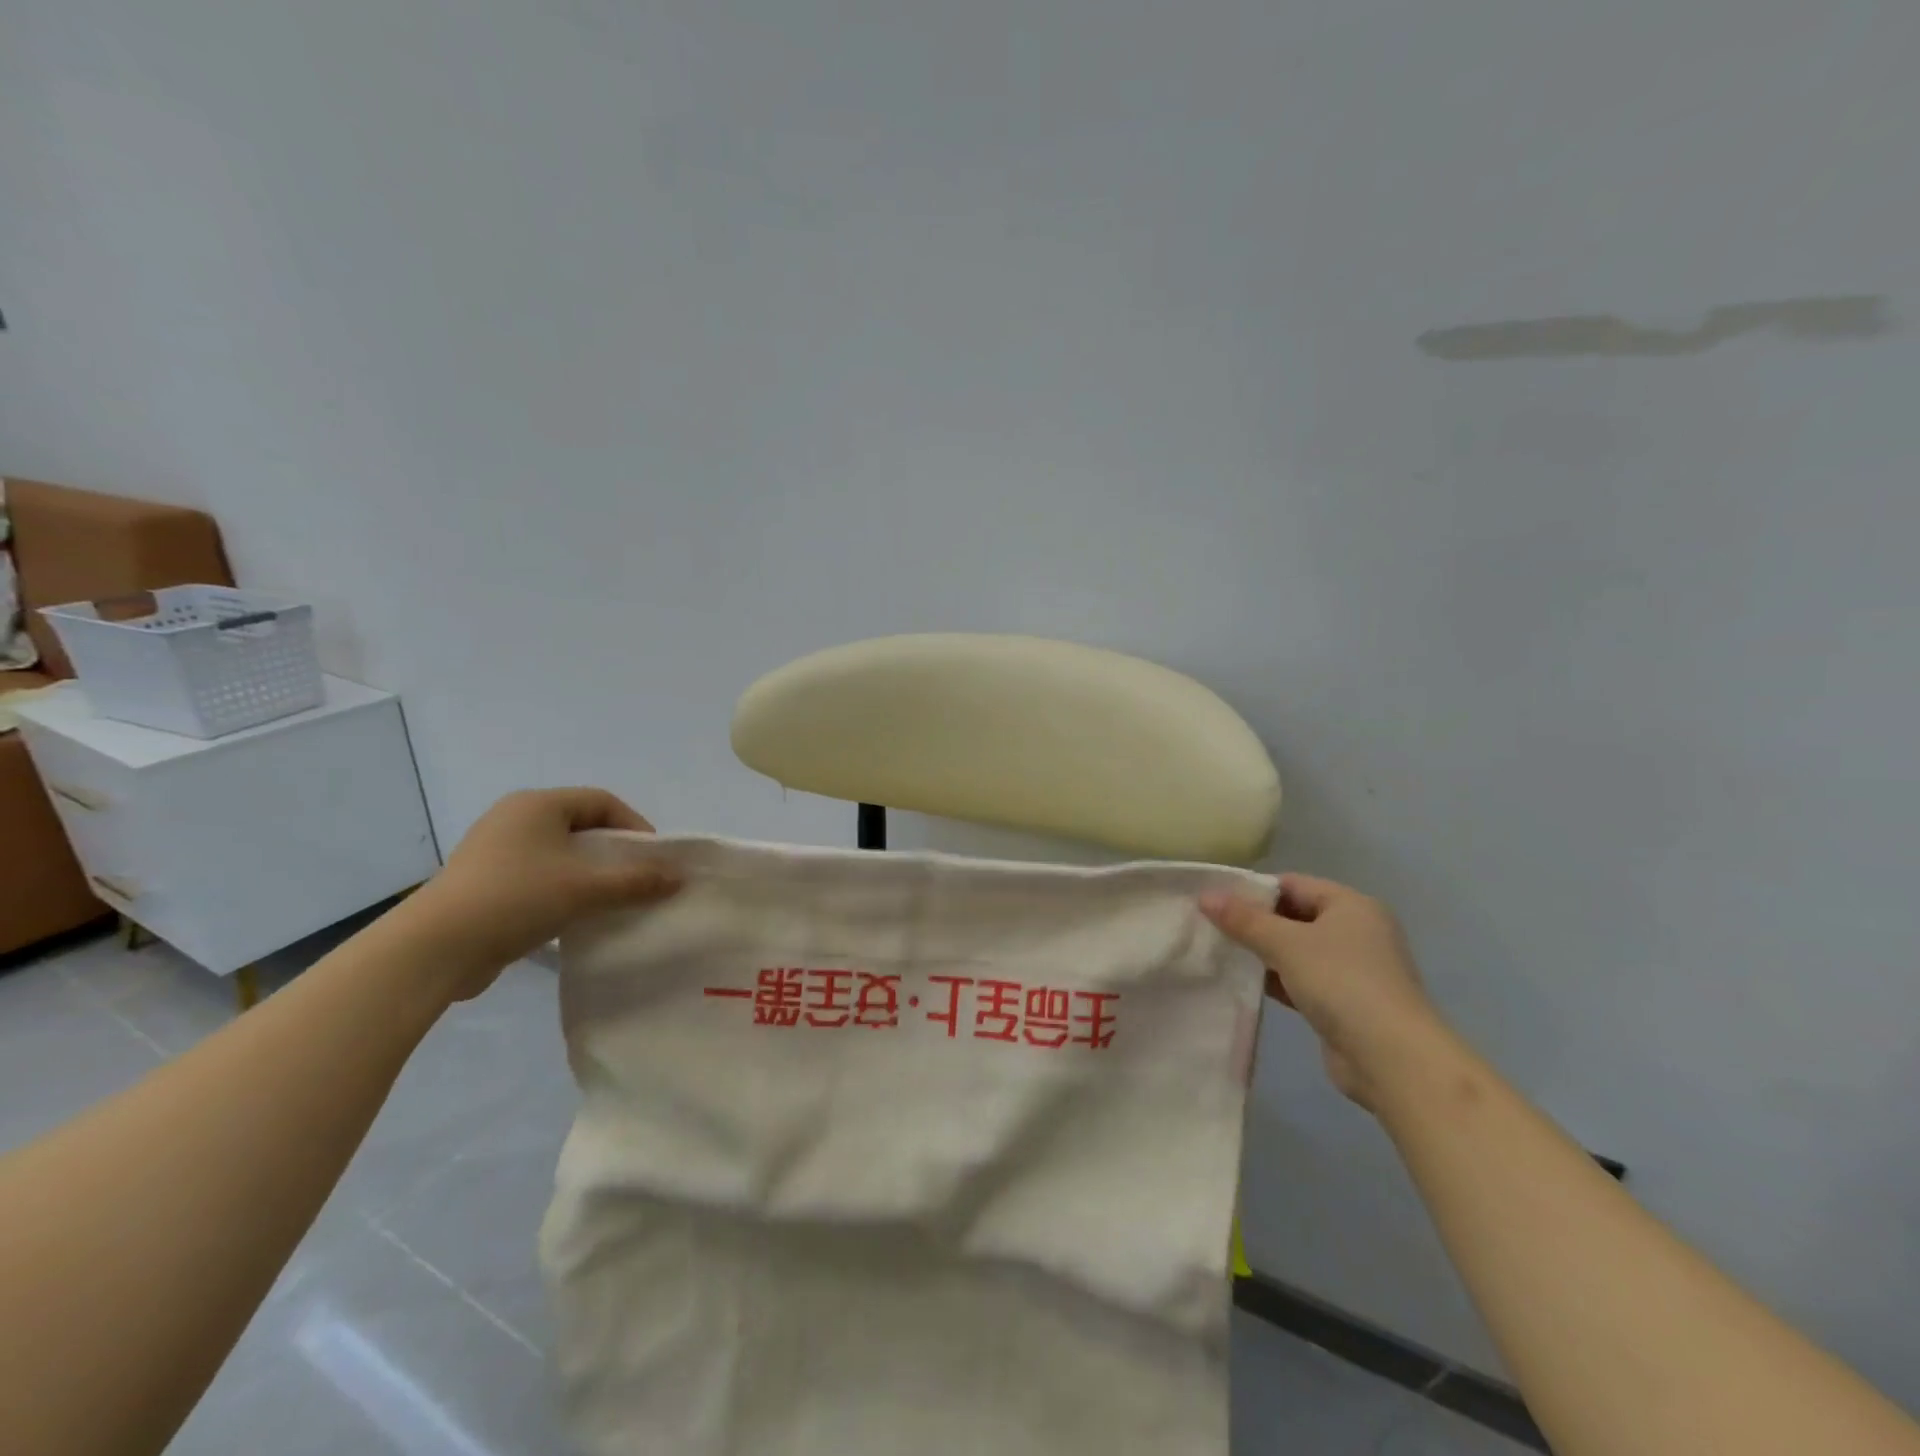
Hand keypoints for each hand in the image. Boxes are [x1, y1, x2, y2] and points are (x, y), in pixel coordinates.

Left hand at [400, 788, 680, 999]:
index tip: (653, 859)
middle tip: (638, 880)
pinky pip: (539, 877)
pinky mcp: (485, 884)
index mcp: (537, 804)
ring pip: (561, 855)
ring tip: (611, 901)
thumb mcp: (586, 888)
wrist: (433, 949)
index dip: (635, 826)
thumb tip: (679, 878)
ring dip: (590, 875)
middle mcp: (515, 819)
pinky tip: (576, 918)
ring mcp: (495, 852)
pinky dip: (564, 891)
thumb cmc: (516, 899)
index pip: (602, 802)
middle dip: (614, 853)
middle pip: (582, 827)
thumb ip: (637, 881)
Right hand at [1202, 874, 1442, 1108]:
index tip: (1215, 901)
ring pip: (1297, 950)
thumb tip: (1205, 895)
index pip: (1293, 884)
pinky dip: (1276, 979)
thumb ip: (1244, 920)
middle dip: (1254, 922)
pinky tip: (1244, 983)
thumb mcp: (1286, 944)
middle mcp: (1357, 931)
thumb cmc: (1342, 984)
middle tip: (1211, 927)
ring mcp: (1353, 969)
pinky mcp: (1345, 1003)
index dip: (1253, 890)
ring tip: (1220, 953)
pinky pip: (1302, 979)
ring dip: (1263, 953)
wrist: (1393, 1060)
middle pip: (1294, 916)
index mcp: (1352, 905)